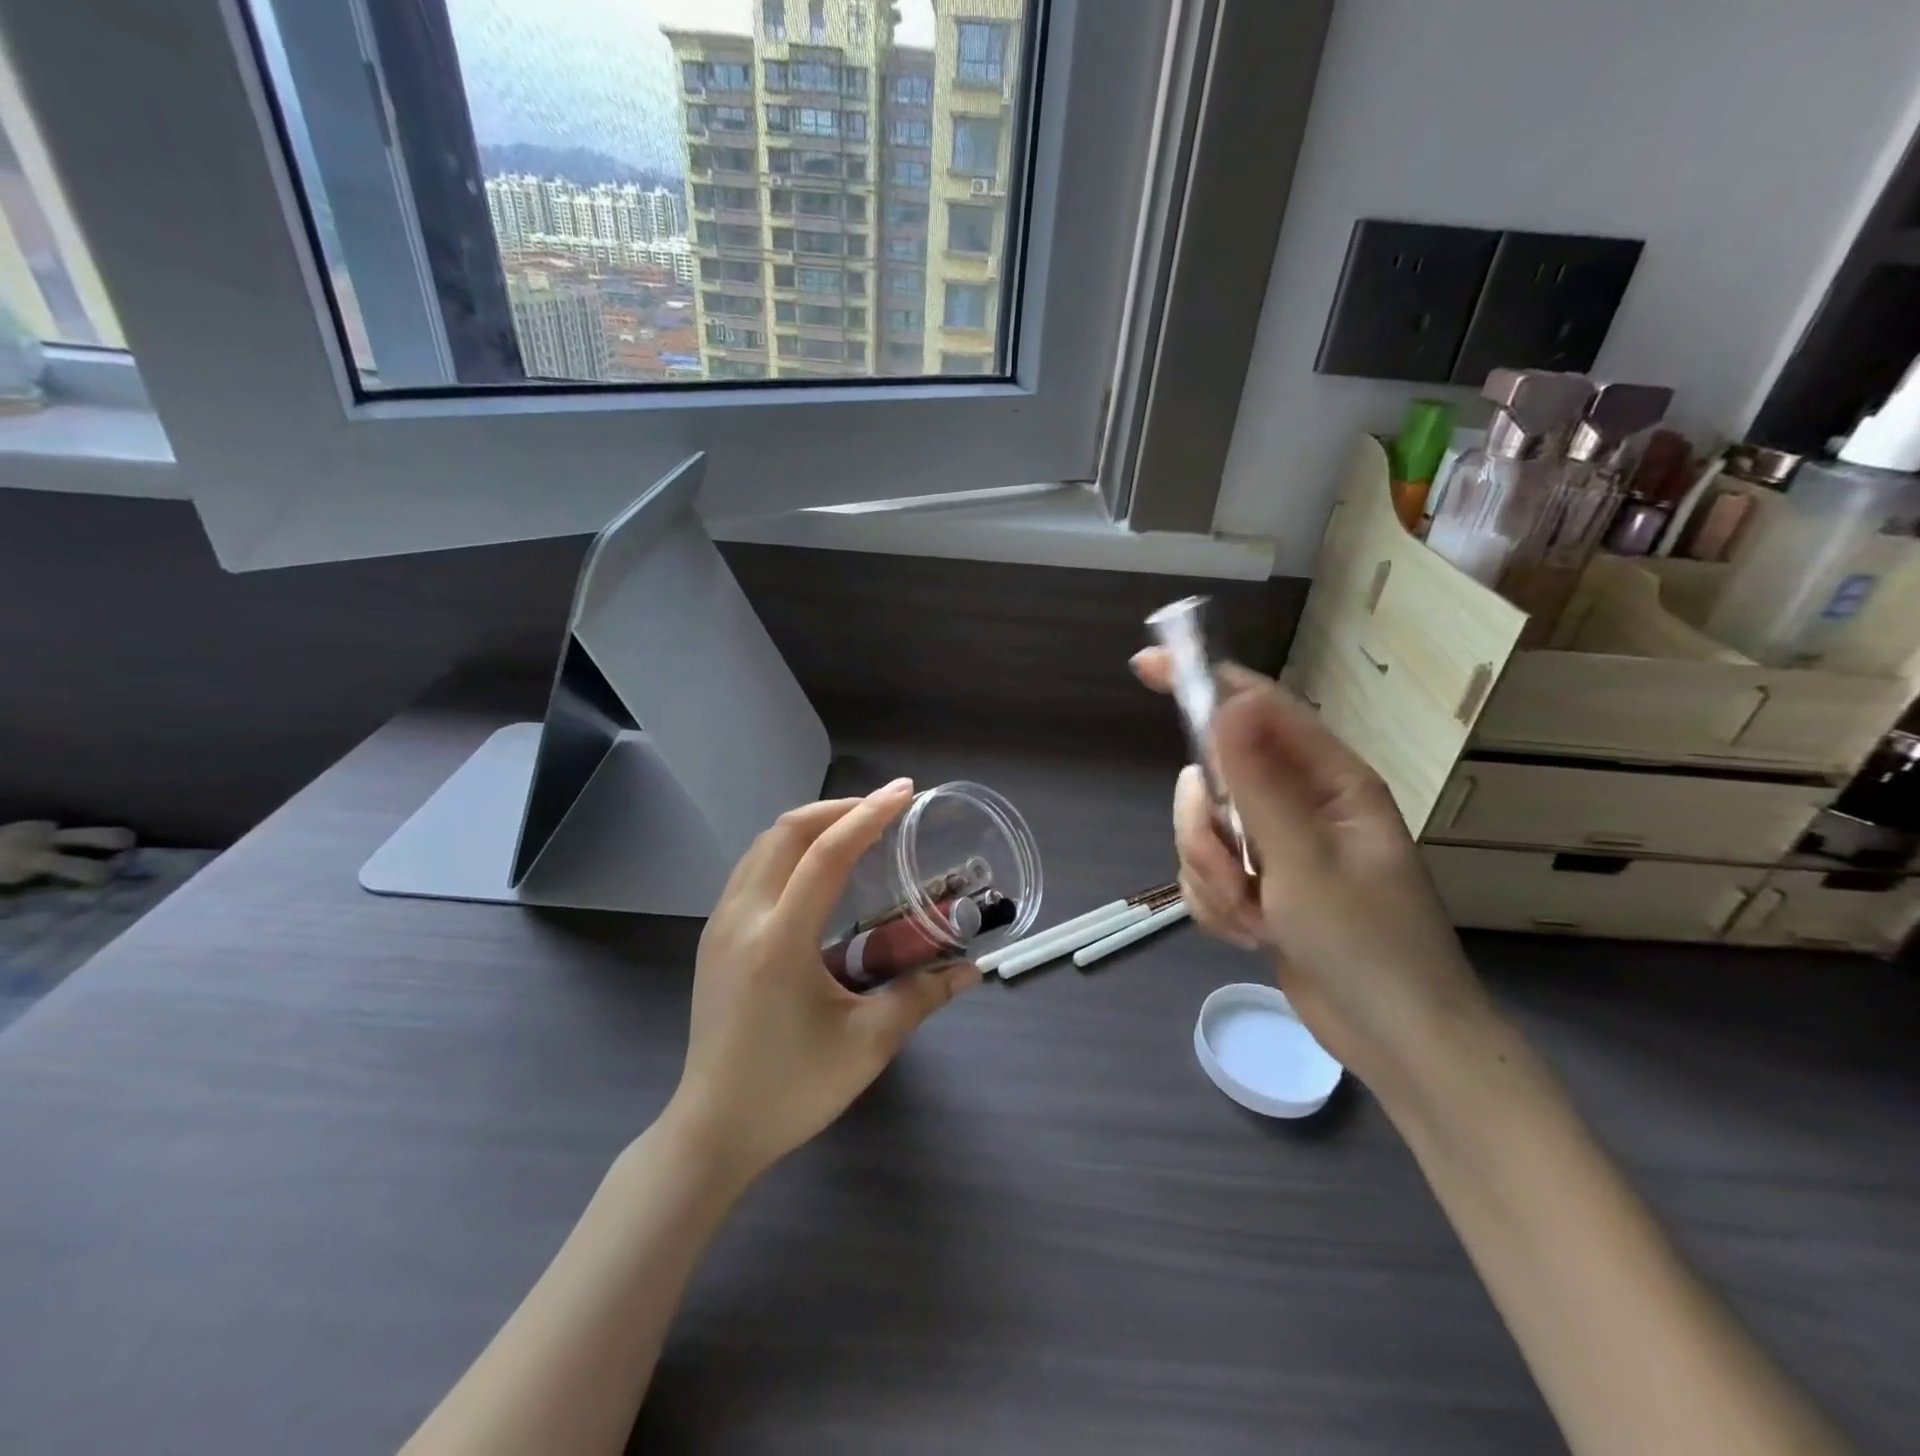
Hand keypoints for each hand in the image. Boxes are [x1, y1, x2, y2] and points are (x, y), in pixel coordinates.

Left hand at [667, 780, 980, 1185]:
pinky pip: (752, 868)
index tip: (904, 792)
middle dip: (839, 808)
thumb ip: (921, 997)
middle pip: (787, 832)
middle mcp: (742, 919)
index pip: (825, 855)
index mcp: (779, 941)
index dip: (868, 816)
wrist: (712, 1130)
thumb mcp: (867, 1045)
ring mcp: (720, 924)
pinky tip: (816, 868)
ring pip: (764, 845)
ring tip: (856, 829)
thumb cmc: (792, 1090)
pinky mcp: (714, 937)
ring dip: (811, 825)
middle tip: (885, 809)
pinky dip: (788, 848)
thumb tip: (970, 971)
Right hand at [1132, 651, 1492, 1093]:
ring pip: (1201, 832)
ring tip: (1255, 918)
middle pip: (1213, 778)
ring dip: (1213, 879)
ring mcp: (1275, 845)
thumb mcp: (1306, 860)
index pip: (1256, 708)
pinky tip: (1253, 935)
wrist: (1393, 1040)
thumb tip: (1227, 702)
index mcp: (1328, 779)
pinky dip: (1217, 906)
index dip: (1202, 683)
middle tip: (1234, 872)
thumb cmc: (1368, 944)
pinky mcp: (1258, 884)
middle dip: (1206, 831)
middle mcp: (1299, 802)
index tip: (1146, 669)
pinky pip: (1205, 874)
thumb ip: (1259, 781)